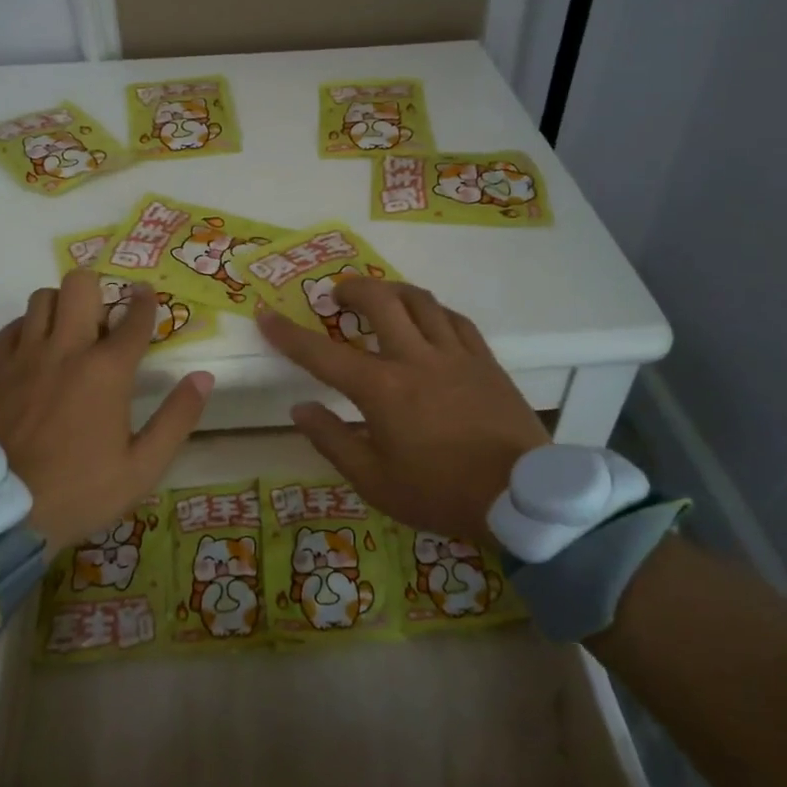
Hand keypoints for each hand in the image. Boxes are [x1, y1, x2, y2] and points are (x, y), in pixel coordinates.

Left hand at [0, 269, 212, 552]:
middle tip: (104, 319)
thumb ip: (177, 418)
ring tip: (69, 333)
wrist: (0, 513)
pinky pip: (12, 326)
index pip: (134, 318)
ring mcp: (24, 356)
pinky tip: (36, 351)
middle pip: (81, 285)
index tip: (147, 295)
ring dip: (62, 307)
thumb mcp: (142, 467)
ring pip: (43, 298)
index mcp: (107, 370)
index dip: (146, 301)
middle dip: (99, 291)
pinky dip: (28, 328)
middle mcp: (65, 349)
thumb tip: (203, 377)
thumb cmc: (79, 491)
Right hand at [257, 279, 549, 543]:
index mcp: (381, 389)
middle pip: (379, 301)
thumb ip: (333, 441)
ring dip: (392, 291)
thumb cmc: (440, 493)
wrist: (520, 497)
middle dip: (352, 289)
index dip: (288, 333)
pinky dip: (433, 312)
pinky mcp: (485, 359)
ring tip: (381, 298)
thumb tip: (300, 408)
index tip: (266, 314)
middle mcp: (415, 358)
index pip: (322, 353)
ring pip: (420, 301)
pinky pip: (455, 319)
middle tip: (338, 295)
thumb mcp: (375, 482)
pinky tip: (429, 319)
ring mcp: (454, 354)